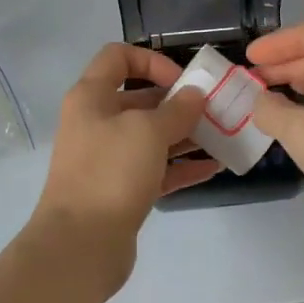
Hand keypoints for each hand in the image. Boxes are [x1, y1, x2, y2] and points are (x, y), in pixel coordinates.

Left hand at [34, 44, 218, 245]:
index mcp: (91, 97)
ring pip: (151, 137)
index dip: (152, 61)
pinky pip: (156, 170)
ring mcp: (108, 159)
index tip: (183, 82)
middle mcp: (97, 122)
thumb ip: (177, 109)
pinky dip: (182, 166)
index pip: (118, 57)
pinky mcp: (121, 191)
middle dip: (179, 102)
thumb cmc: (110, 172)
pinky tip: (213, 167)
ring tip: (223, 138)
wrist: (80, 244)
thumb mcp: (148, 131)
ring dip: (186, 135)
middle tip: (216, 111)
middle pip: (140, 99)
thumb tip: (194, 95)